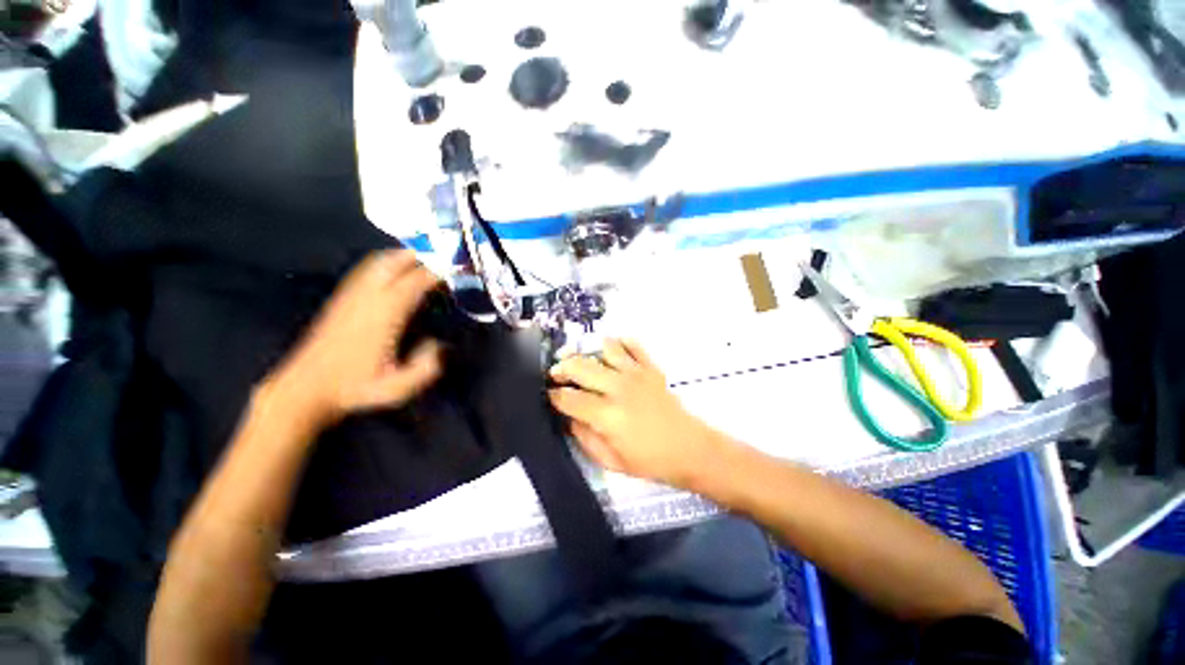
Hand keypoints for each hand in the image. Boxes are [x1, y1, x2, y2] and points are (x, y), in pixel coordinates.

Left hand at [268, 250, 442, 426]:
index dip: (436, 273)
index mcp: (384, 314)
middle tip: (440, 259)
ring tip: (420, 260)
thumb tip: (440, 345)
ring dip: (400, 257)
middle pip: (394, 263)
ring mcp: (350, 296)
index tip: (454, 271)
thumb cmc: (354, 388)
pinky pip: (364, 271)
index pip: (415, 281)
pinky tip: (390, 271)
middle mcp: (367, 298)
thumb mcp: (399, 387)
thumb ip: (428, 367)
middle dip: (418, 257)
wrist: (304, 389)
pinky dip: (382, 264)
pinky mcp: (339, 300)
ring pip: (377, 263)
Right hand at [548, 338, 730, 488]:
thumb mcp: (609, 459)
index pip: (569, 398)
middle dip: (562, 368)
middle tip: (556, 373)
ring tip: (582, 360)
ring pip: (604, 349)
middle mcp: (618, 388)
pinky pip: (633, 345)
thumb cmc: (647, 459)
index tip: (548, 394)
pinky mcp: (650, 368)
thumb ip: (583, 436)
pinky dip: (620, 343)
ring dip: (589, 351)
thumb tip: (567, 416)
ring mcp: (636, 374)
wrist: (688, 448)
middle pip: (580, 367)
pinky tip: (612, 351)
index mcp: (607, 415)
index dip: (553, 395)